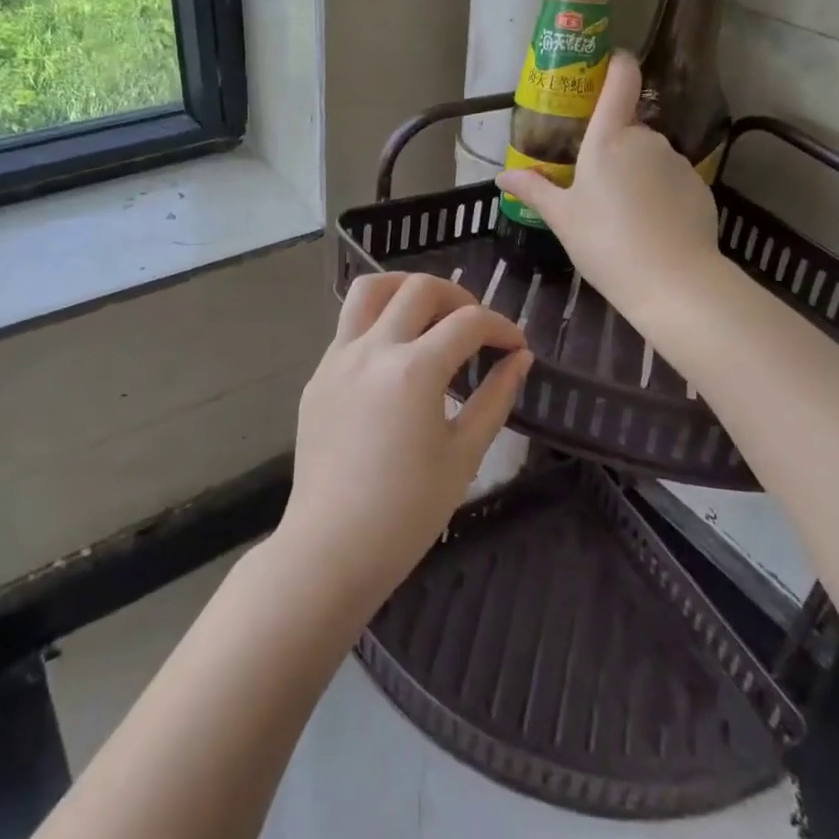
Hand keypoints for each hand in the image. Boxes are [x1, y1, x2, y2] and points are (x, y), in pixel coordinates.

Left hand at [274, 273, 531, 618]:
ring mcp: (338, 359)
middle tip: (475, 328)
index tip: (516, 345)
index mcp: (414, 370)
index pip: (469, 322)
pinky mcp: (318, 376)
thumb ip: (495, 398)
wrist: (331, 550)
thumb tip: (520, 359)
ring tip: (428, 313)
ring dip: (406, 288)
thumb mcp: (464, 455)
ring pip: (370, 290)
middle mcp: (373, 350)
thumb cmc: (407, 512)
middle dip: (458, 297)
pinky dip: (378, 321)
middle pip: (419, 288)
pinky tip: (394, 356)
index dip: (501, 326)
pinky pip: (349, 326)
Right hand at [495, 50, 719, 318]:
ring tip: (623, 215)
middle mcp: (646, 139)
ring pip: (650, 156)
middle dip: (613, 149)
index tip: (610, 62)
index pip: (619, 81)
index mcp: (608, 138)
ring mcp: (676, 161)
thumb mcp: (562, 218)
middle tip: (595, 187)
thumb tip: (502, 176)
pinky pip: (671, 180)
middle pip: (628, 129)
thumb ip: (534, 190)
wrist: (673, 282)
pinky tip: (651, 227)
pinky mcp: (699, 186)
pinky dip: (660, 193)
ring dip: (637, 172)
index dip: (616, 64)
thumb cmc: (605, 243)